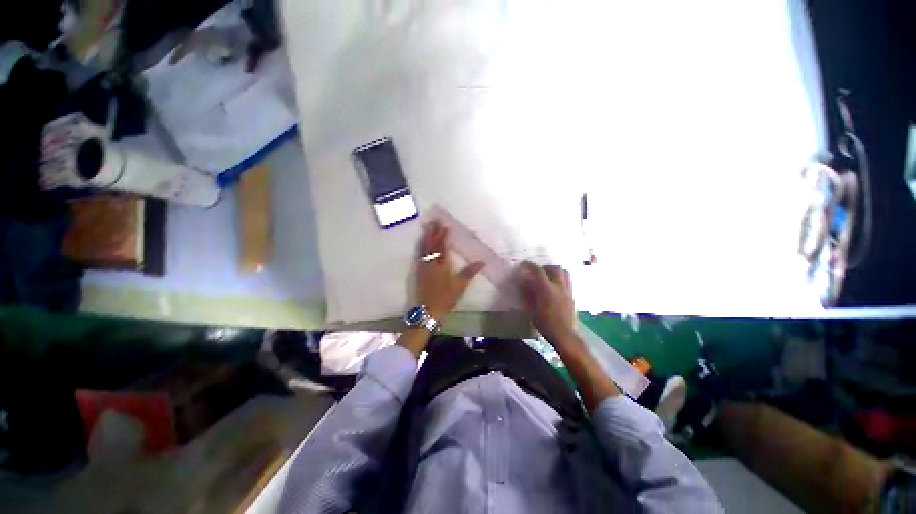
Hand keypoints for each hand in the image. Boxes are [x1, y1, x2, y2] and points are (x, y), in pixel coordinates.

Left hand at [416, 221, 484, 319]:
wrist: (427, 310)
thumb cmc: (445, 298)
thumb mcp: (460, 286)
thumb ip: (469, 272)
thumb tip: (482, 262)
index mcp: (442, 265)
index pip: (443, 246)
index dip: (444, 235)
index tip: (445, 225)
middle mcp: (432, 262)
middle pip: (432, 244)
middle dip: (433, 232)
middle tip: (434, 221)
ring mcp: (424, 266)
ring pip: (424, 248)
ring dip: (426, 236)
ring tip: (427, 227)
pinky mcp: (419, 271)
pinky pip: (420, 254)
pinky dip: (421, 246)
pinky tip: (421, 244)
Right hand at [519, 262, 577, 347]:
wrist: (564, 335)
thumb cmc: (545, 323)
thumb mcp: (531, 309)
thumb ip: (528, 294)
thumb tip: (524, 283)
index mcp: (547, 289)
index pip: (538, 271)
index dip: (530, 265)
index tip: (524, 264)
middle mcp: (559, 286)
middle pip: (555, 268)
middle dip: (545, 266)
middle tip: (538, 271)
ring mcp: (568, 290)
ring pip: (564, 272)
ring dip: (555, 271)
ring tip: (548, 276)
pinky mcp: (572, 296)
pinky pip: (568, 281)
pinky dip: (561, 279)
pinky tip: (555, 287)